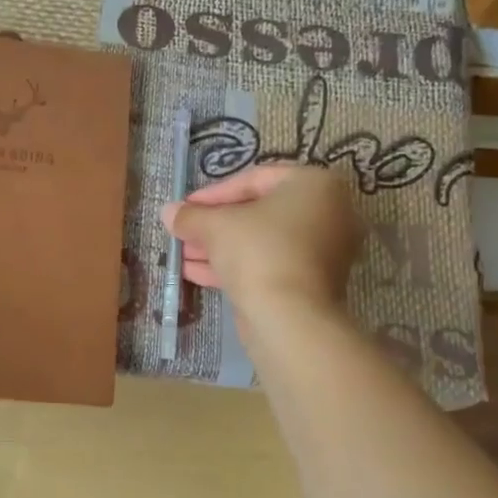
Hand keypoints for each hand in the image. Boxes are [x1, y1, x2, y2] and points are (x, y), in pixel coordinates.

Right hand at [159, 164, 362, 319]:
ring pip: (262, 242)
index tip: (186, 207)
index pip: (255, 179)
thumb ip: (192, 215)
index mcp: (315, 185)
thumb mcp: (216, 226)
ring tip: (183, 255)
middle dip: (215, 224)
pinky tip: (195, 273)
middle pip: (259, 212)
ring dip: (219, 247)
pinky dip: (237, 266)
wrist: (290, 318)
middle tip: (184, 232)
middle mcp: (329, 214)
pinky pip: (270, 264)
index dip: (214, 193)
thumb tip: (168, 212)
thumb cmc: (258, 252)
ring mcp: (324, 251)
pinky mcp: (312, 283)